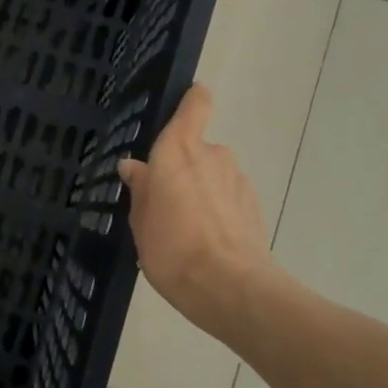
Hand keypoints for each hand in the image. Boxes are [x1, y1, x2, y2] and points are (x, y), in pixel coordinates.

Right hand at [118, 84, 278, 339]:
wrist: (229, 287)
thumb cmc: (171, 247)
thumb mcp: (140, 219)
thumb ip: (140, 188)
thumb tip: (133, 166)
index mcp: (178, 150)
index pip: (195, 105)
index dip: (192, 100)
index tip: (184, 105)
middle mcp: (212, 154)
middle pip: (198, 148)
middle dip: (184, 168)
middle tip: (164, 201)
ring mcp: (237, 179)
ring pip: (214, 175)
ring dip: (202, 191)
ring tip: (185, 228)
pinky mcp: (254, 205)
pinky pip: (228, 197)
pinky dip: (218, 211)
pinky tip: (206, 241)